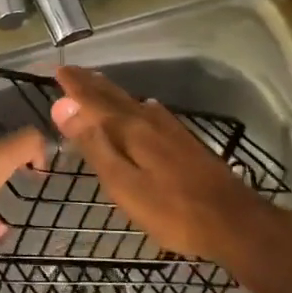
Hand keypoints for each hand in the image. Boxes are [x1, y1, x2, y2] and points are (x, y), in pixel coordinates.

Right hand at [50, 66, 279, 262]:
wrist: (233, 222)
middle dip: (91, 84)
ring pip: (134, 102)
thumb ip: (94, 145)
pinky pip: (151, 112)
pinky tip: (144, 108)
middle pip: (115, 97)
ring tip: (97, 83)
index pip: (94, 101)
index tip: (58, 70)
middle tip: (72, 71)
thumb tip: (63, 106)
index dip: (75, 87)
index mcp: (131, 129)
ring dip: (112, 92)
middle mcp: (150, 121)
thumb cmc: (171, 210)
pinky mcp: (185, 143)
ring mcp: (171, 131)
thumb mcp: (124, 184)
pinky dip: (136, 105)